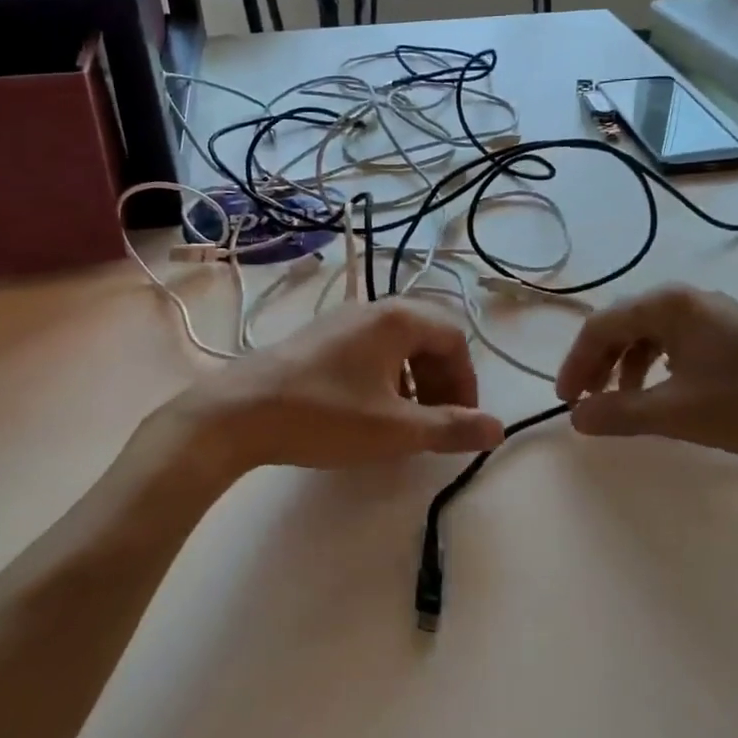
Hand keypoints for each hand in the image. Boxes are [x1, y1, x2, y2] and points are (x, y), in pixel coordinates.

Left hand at [170, 300, 505, 474]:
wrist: (239, 412)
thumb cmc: (324, 416)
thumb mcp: (395, 428)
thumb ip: (451, 427)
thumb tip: (499, 429)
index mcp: (397, 319)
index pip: (454, 338)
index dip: (466, 380)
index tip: (461, 419)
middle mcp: (372, 309)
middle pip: (428, 336)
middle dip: (442, 379)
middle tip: (438, 420)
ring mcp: (341, 321)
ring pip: (398, 343)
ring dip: (415, 379)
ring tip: (407, 419)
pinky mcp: (319, 338)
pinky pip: (370, 349)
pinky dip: (386, 376)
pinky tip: (371, 410)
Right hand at [554, 283, 737, 464]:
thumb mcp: (678, 413)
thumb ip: (620, 412)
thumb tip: (576, 417)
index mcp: (669, 305)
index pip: (601, 326)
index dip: (576, 363)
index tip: (566, 401)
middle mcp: (689, 299)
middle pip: (624, 325)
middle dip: (599, 363)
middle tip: (586, 401)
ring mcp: (717, 314)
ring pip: (652, 333)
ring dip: (628, 366)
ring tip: (623, 402)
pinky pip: (679, 342)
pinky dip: (658, 366)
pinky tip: (666, 393)